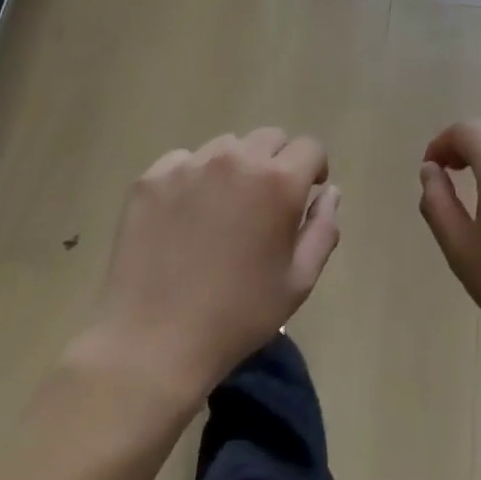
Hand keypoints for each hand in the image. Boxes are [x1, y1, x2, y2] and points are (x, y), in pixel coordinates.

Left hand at [87, 129, 339, 400]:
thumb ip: (322, 228)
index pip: (309, 147)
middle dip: (277, 163)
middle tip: (265, 204)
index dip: (313, 169)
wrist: (153, 341)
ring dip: (235, 168)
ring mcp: (189, 166)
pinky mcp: (151, 179)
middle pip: (269, 138)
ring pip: (226, 147)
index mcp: (278, 182)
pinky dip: (193, 179)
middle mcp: (235, 160)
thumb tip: (329, 192)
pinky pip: (184, 162)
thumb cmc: (238, 315)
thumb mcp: (299, 281)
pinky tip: (185, 217)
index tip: (306, 195)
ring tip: (222, 210)